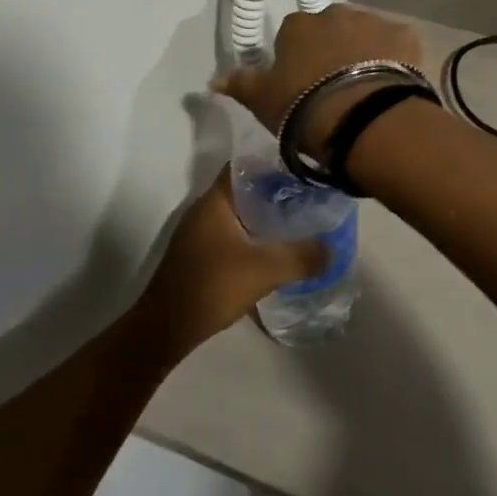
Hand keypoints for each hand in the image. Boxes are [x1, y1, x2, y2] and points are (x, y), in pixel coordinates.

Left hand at [133, 169, 327, 359]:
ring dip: (265, 217)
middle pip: (245, 189)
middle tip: (309, 198)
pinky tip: (273, 251)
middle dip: (276, 193)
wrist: (163, 331)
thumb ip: (301, 257)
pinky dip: (253, 237)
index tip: (303, 171)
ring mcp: (199, 234)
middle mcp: (204, 210)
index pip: (245, 165)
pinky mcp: (199, 256)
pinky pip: (232, 235)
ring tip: (299, 223)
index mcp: (215, 200)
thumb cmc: (211, 286)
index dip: (274, 164)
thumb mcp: (264, 270)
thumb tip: (333, 249)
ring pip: (239, 214)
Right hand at [213, 4, 425, 149]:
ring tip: (365, 90)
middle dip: (332, 51)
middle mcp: (336, 14)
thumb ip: (240, 84)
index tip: (302, 85)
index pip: (292, 35)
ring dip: (363, 53)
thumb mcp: (263, 101)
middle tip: (334, 87)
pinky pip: (397, 45)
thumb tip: (213, 79)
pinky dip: (395, 59)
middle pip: (331, 30)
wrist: (364, 119)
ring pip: (365, 35)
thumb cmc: (305, 109)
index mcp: (298, 25)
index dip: (297, 60)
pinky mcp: (406, 36)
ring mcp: (374, 21)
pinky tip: (393, 86)